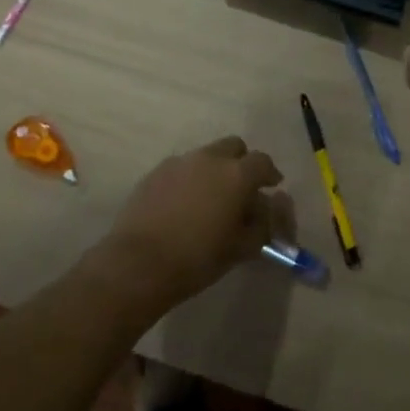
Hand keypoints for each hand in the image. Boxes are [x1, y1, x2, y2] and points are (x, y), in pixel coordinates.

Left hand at [95, 137, 292, 306]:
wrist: (138, 264)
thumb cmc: (198, 258)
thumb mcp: (241, 248)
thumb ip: (262, 224)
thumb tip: (266, 209)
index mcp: (236, 174)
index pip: (262, 162)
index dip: (269, 173)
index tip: (271, 187)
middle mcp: (209, 159)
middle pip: (233, 146)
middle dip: (241, 162)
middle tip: (240, 187)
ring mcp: (179, 163)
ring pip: (205, 156)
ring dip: (213, 170)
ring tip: (209, 198)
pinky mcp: (154, 173)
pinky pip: (181, 169)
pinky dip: (189, 179)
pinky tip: (183, 205)